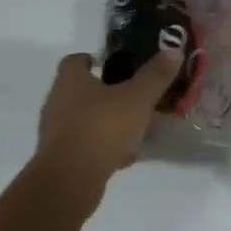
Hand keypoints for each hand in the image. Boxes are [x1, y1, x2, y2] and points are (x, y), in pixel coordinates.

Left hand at [33, 49, 179, 195]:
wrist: (70, 180)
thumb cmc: (102, 128)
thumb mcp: (137, 98)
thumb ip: (155, 75)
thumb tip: (173, 50)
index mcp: (71, 80)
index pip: (75, 60)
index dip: (94, 60)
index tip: (114, 65)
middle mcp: (58, 102)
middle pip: (82, 90)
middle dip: (107, 93)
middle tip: (134, 95)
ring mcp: (57, 132)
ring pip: (86, 120)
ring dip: (108, 122)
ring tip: (136, 127)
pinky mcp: (61, 158)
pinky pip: (86, 145)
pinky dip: (104, 147)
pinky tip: (126, 156)